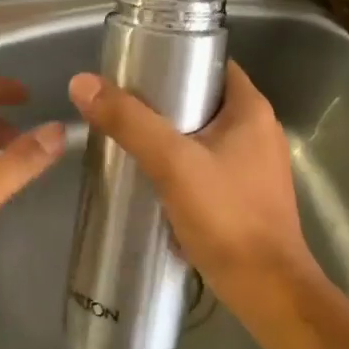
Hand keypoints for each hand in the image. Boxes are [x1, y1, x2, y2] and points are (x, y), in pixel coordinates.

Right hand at [67, 61, 322, 306]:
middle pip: (203, 100)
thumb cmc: (226, 216)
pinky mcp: (245, 196)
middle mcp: (259, 132)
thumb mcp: (172, 163)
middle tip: (120, 106)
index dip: (175, 58)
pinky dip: (179, 165)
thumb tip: (82, 83)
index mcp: (252, 111)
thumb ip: (129, 122)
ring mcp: (255, 167)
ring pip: (202, 136)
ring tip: (126, 139)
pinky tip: (149, 177)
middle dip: (163, 101)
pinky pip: (206, 166)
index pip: (212, 64)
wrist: (266, 289)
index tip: (135, 68)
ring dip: (168, 136)